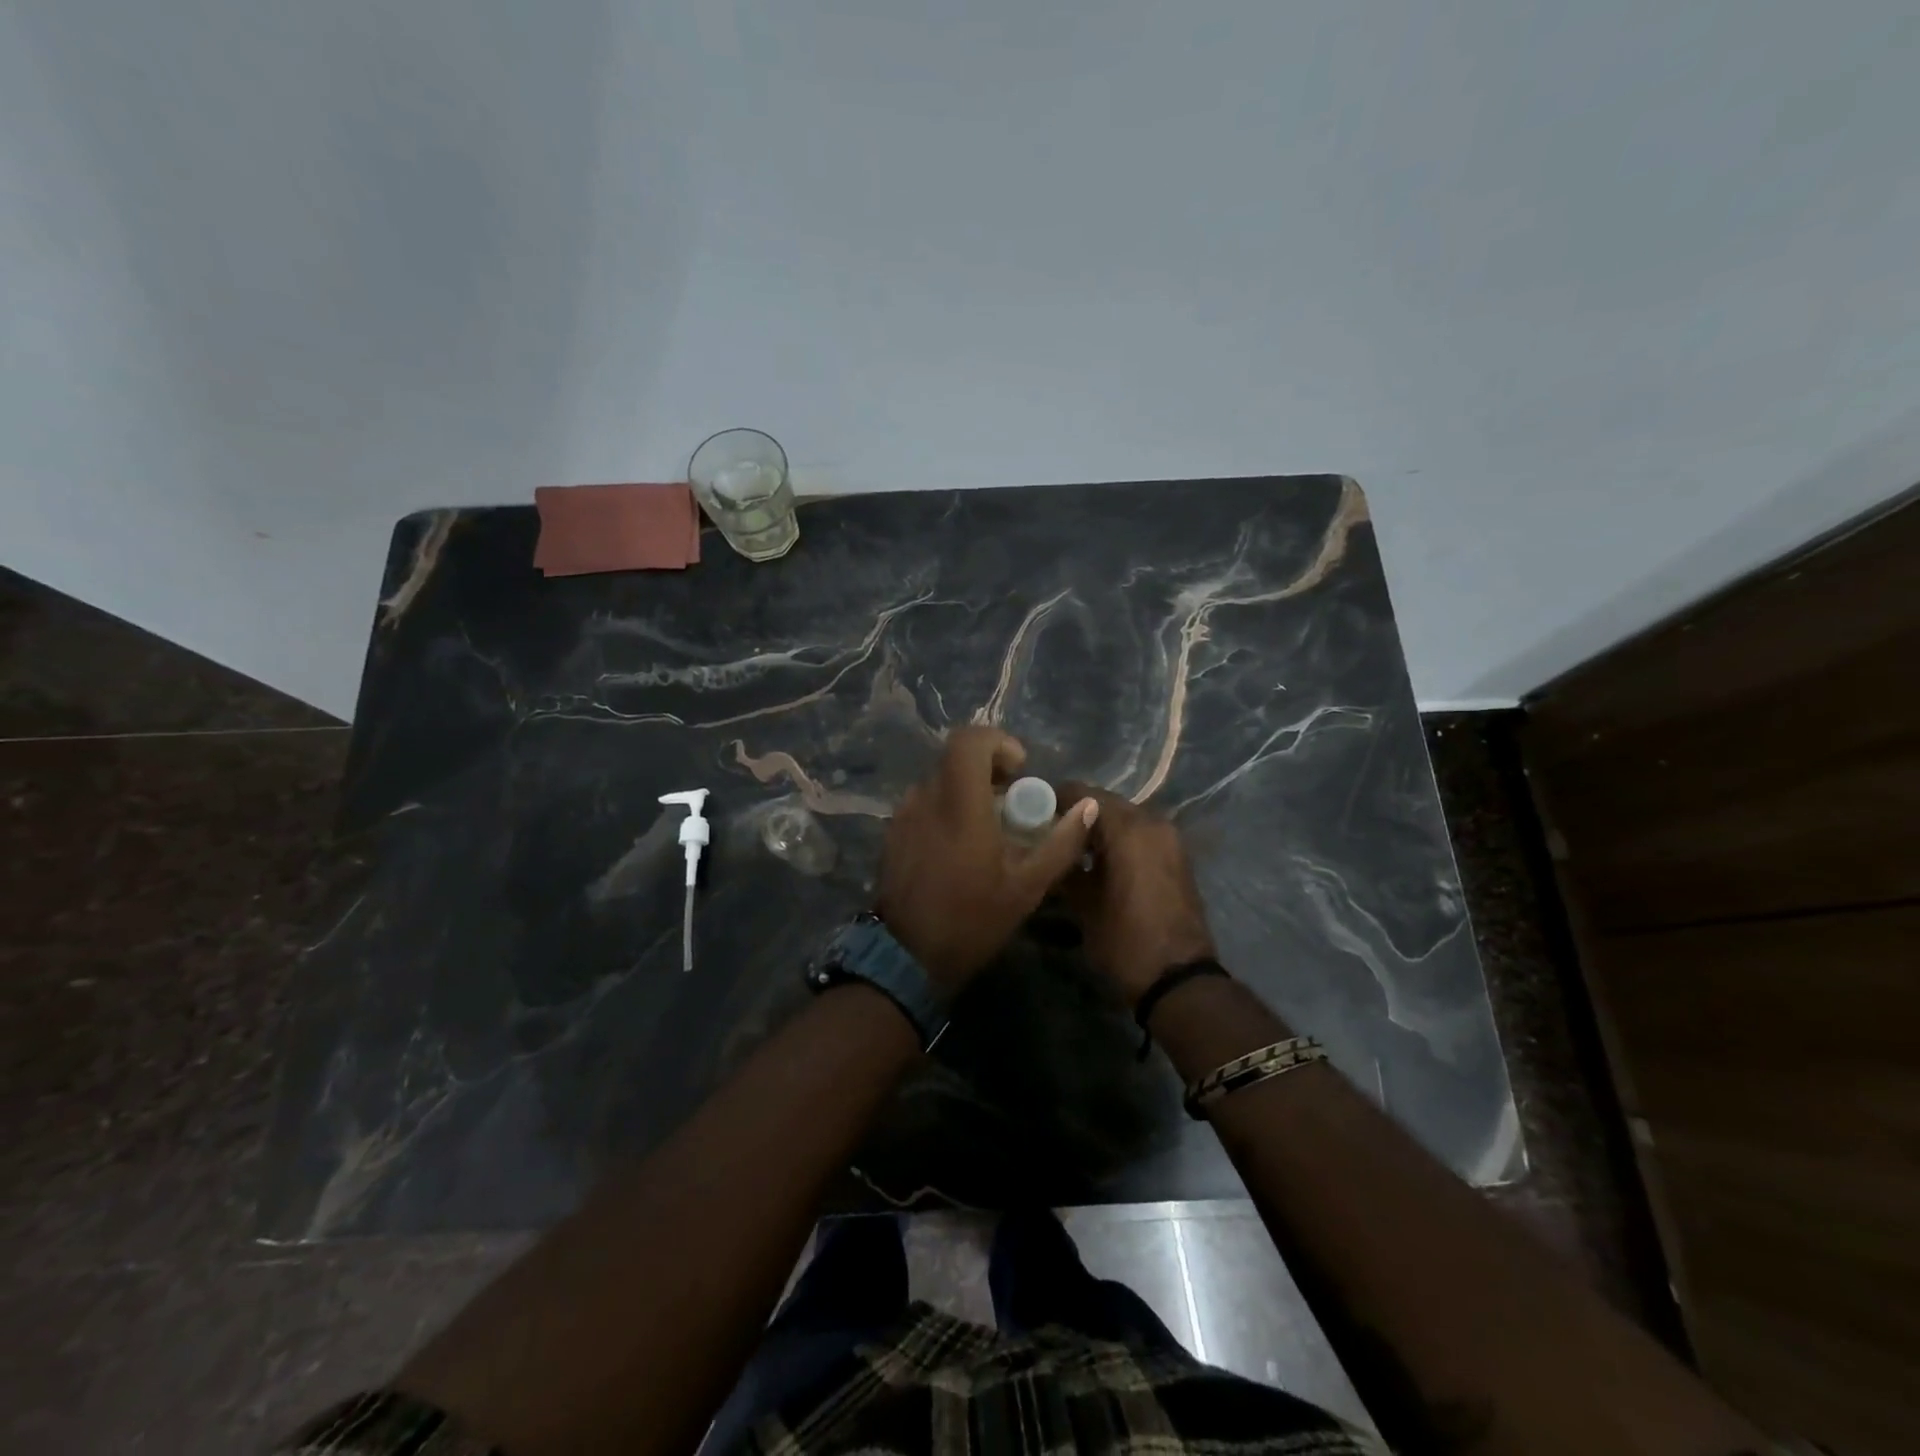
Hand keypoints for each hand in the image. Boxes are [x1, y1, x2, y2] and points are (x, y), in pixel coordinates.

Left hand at [877, 727, 1097, 994]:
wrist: (906, 957)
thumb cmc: (972, 919)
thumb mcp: (1027, 886)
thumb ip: (1061, 842)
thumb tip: (1089, 806)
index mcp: (959, 803)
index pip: (969, 740)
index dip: (998, 743)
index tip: (1019, 770)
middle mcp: (926, 797)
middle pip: (955, 758)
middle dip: (988, 769)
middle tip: (1011, 802)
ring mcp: (903, 814)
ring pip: (939, 780)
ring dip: (967, 790)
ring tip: (988, 828)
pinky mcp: (893, 832)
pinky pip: (925, 802)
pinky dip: (947, 808)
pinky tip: (960, 847)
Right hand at [1058, 785, 1216, 1005]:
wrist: (1179, 980)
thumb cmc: (1124, 940)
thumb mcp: (1082, 904)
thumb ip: (1064, 865)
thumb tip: (1048, 847)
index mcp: (1128, 827)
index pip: (1082, 793)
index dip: (1054, 798)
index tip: (1030, 810)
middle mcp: (1153, 822)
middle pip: (1105, 804)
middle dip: (1077, 813)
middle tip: (1047, 830)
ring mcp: (1169, 840)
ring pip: (1125, 819)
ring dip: (1098, 828)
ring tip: (1069, 848)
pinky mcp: (1177, 858)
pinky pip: (1141, 836)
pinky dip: (1119, 841)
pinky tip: (1096, 862)